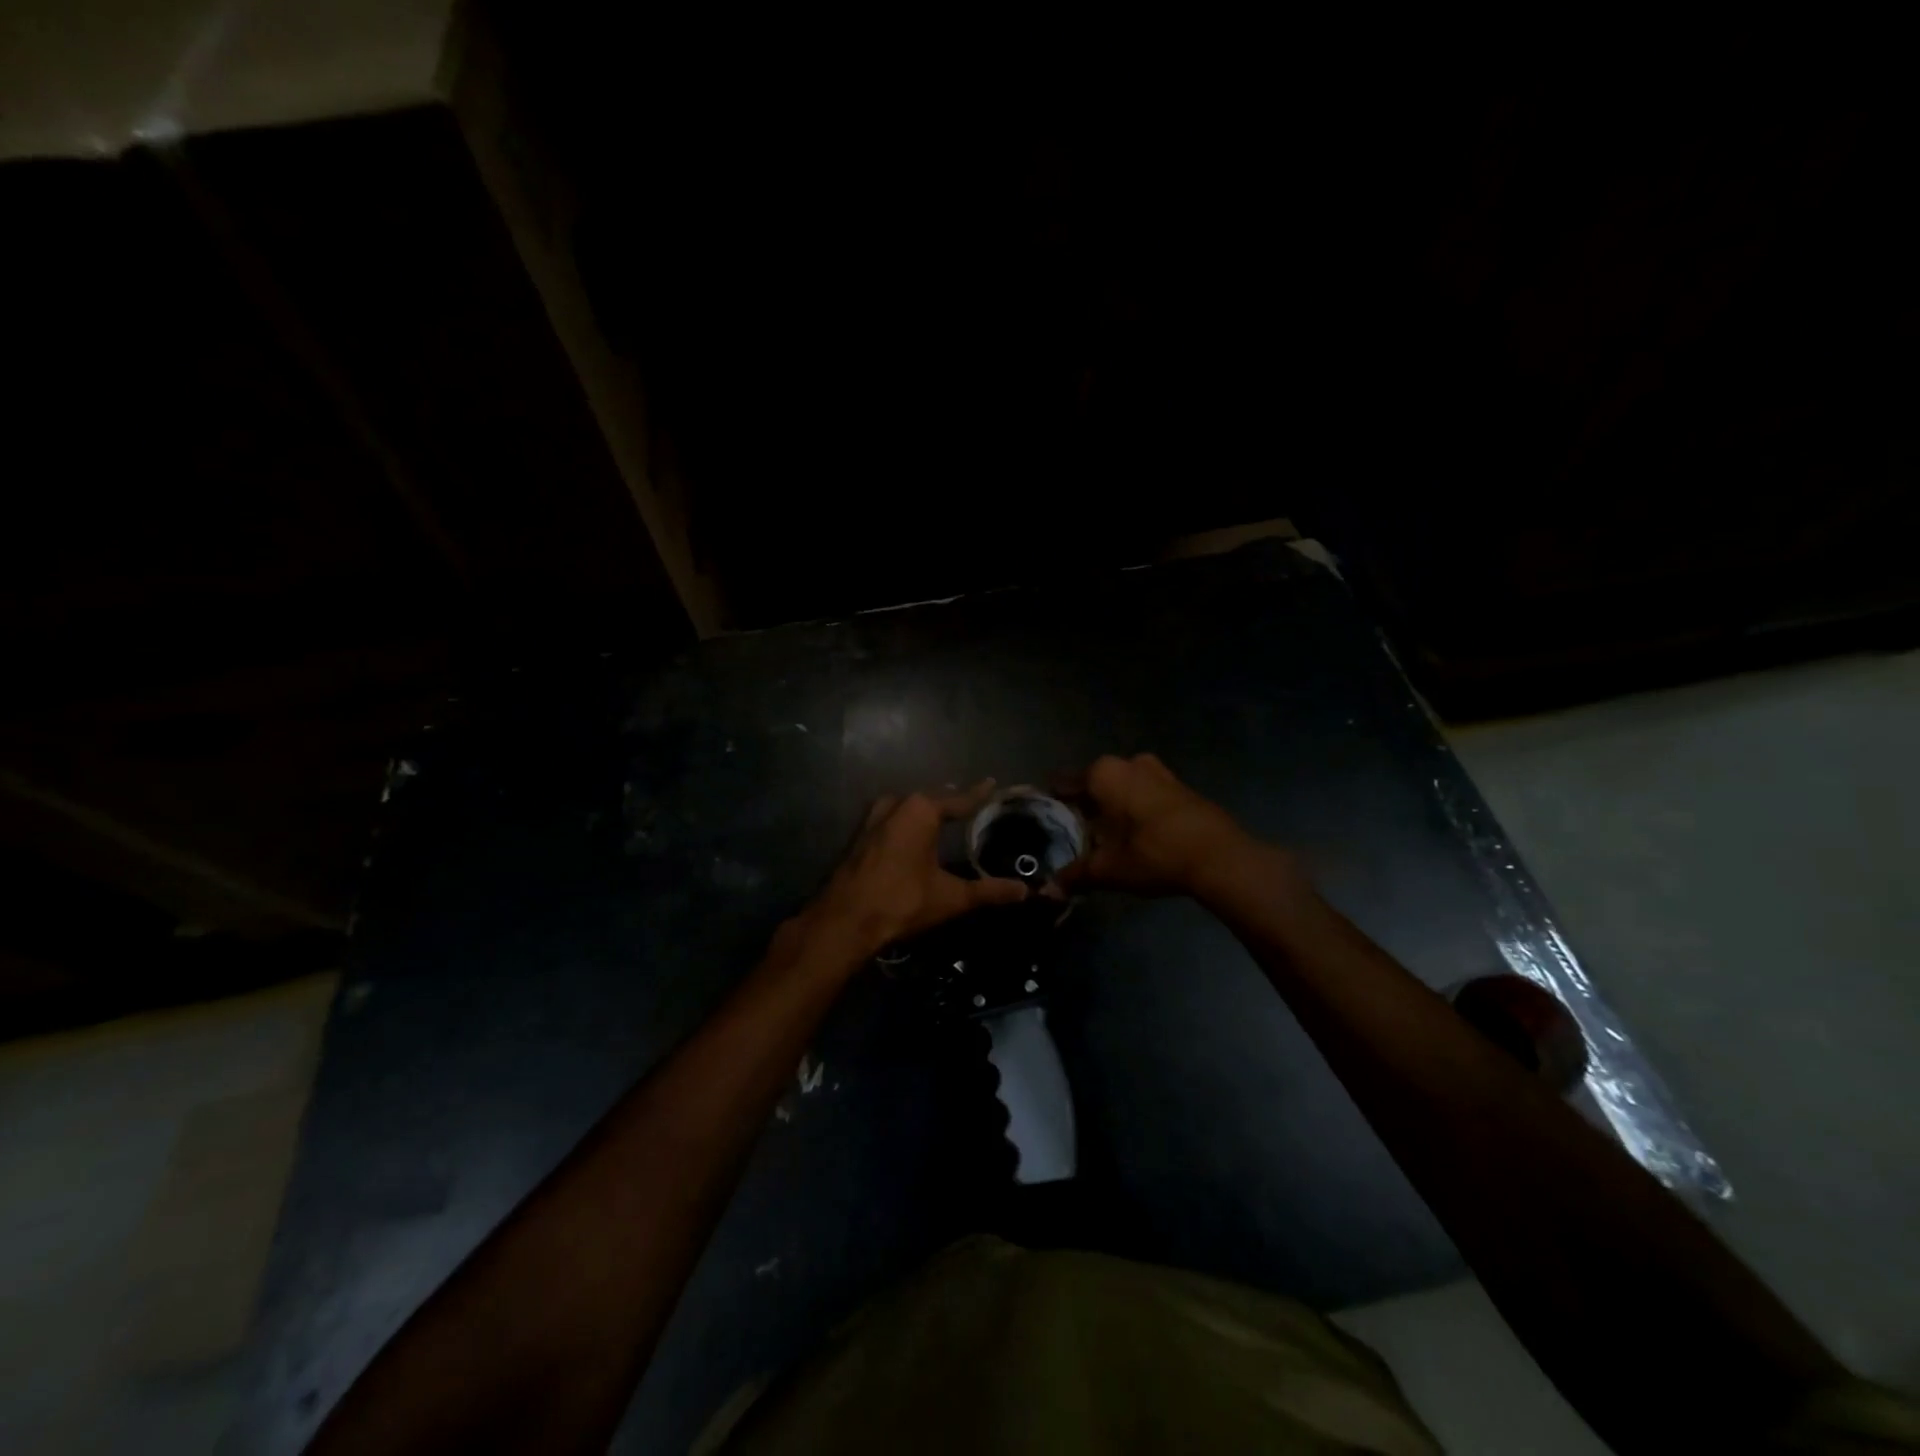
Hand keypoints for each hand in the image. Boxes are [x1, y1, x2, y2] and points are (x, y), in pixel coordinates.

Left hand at [793, 782, 1027, 963]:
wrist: (844, 920)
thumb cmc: (902, 901)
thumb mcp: (951, 897)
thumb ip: (989, 891)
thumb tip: (1024, 891)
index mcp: (921, 810)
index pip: (958, 799)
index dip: (978, 794)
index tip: (992, 783)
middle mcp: (896, 804)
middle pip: (930, 799)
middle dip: (949, 800)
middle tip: (969, 803)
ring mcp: (872, 819)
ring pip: (906, 807)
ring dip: (924, 810)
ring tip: (942, 815)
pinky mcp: (859, 836)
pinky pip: (891, 820)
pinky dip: (905, 823)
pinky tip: (912, 836)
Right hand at [1063, 753, 1261, 896]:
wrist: (1220, 857)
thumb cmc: (1153, 853)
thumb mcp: (1108, 869)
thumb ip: (1075, 875)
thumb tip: (1048, 889)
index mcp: (1104, 774)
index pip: (1064, 783)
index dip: (1052, 802)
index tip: (1044, 818)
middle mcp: (1129, 763)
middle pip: (1094, 783)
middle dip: (1084, 805)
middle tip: (1073, 832)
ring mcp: (1159, 771)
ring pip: (1122, 786)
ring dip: (1112, 806)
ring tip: (1103, 835)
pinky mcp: (1181, 786)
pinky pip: (1145, 792)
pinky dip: (1136, 808)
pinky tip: (1135, 834)